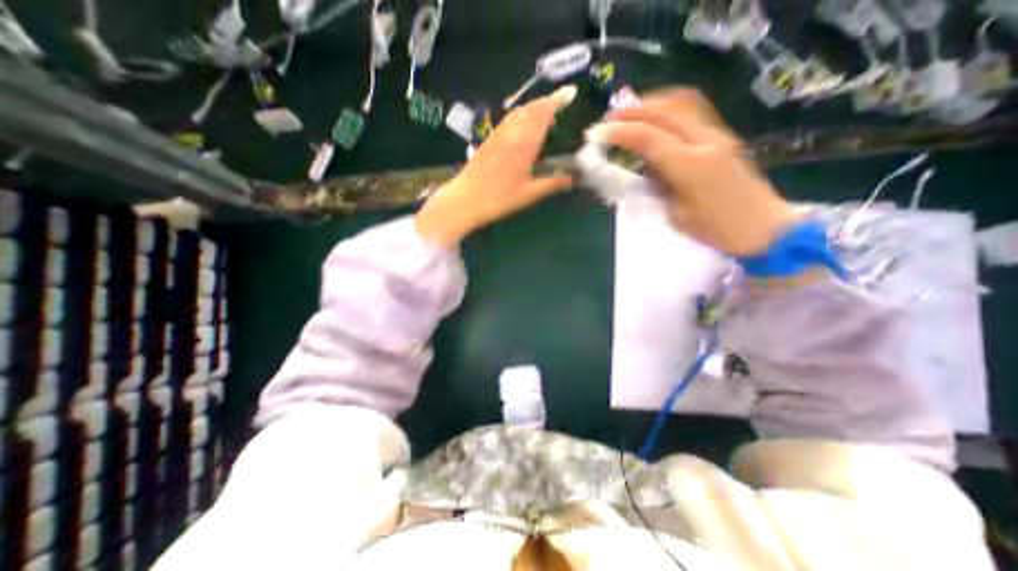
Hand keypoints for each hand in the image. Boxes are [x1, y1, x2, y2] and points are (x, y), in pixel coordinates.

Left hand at [411, 85, 570, 244]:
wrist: (466, 199)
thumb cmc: (500, 198)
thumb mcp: (529, 194)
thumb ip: (552, 184)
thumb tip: (571, 179)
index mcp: (524, 143)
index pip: (543, 113)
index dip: (557, 100)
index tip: (570, 92)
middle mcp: (511, 132)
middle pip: (531, 108)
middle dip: (547, 102)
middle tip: (560, 107)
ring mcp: (498, 134)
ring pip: (518, 112)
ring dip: (534, 108)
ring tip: (544, 118)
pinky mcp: (489, 140)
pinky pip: (508, 120)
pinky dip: (521, 117)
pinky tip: (523, 130)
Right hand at [584, 86, 798, 256]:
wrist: (765, 228)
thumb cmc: (717, 230)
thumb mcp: (677, 215)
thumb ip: (658, 186)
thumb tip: (644, 167)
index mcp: (691, 166)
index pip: (649, 138)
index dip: (620, 133)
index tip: (597, 134)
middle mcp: (706, 142)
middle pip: (665, 111)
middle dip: (631, 112)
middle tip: (607, 121)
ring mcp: (719, 135)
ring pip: (682, 103)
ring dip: (651, 104)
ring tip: (628, 115)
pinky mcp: (723, 137)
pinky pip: (693, 110)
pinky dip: (668, 107)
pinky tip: (655, 118)